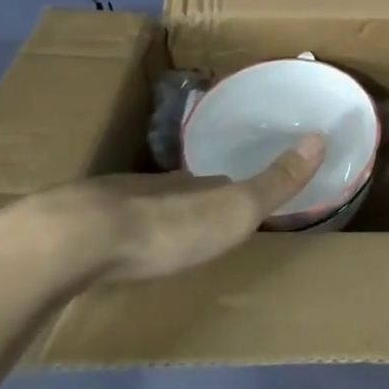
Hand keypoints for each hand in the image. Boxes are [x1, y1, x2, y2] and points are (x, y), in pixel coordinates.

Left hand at [0, 135, 326, 300]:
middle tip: (199, 218)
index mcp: (190, 183)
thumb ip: (276, 181)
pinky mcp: (67, 229)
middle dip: (189, 200)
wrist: (68, 243)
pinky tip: (106, 253)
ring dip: (148, 217)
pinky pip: (97, 227)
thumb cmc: (164, 230)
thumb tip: (322, 136)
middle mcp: (152, 186)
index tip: (238, 194)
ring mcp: (105, 204)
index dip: (230, 187)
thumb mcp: (235, 210)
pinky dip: (109, 235)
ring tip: (156, 238)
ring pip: (136, 207)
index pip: (217, 181)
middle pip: (176, 191)